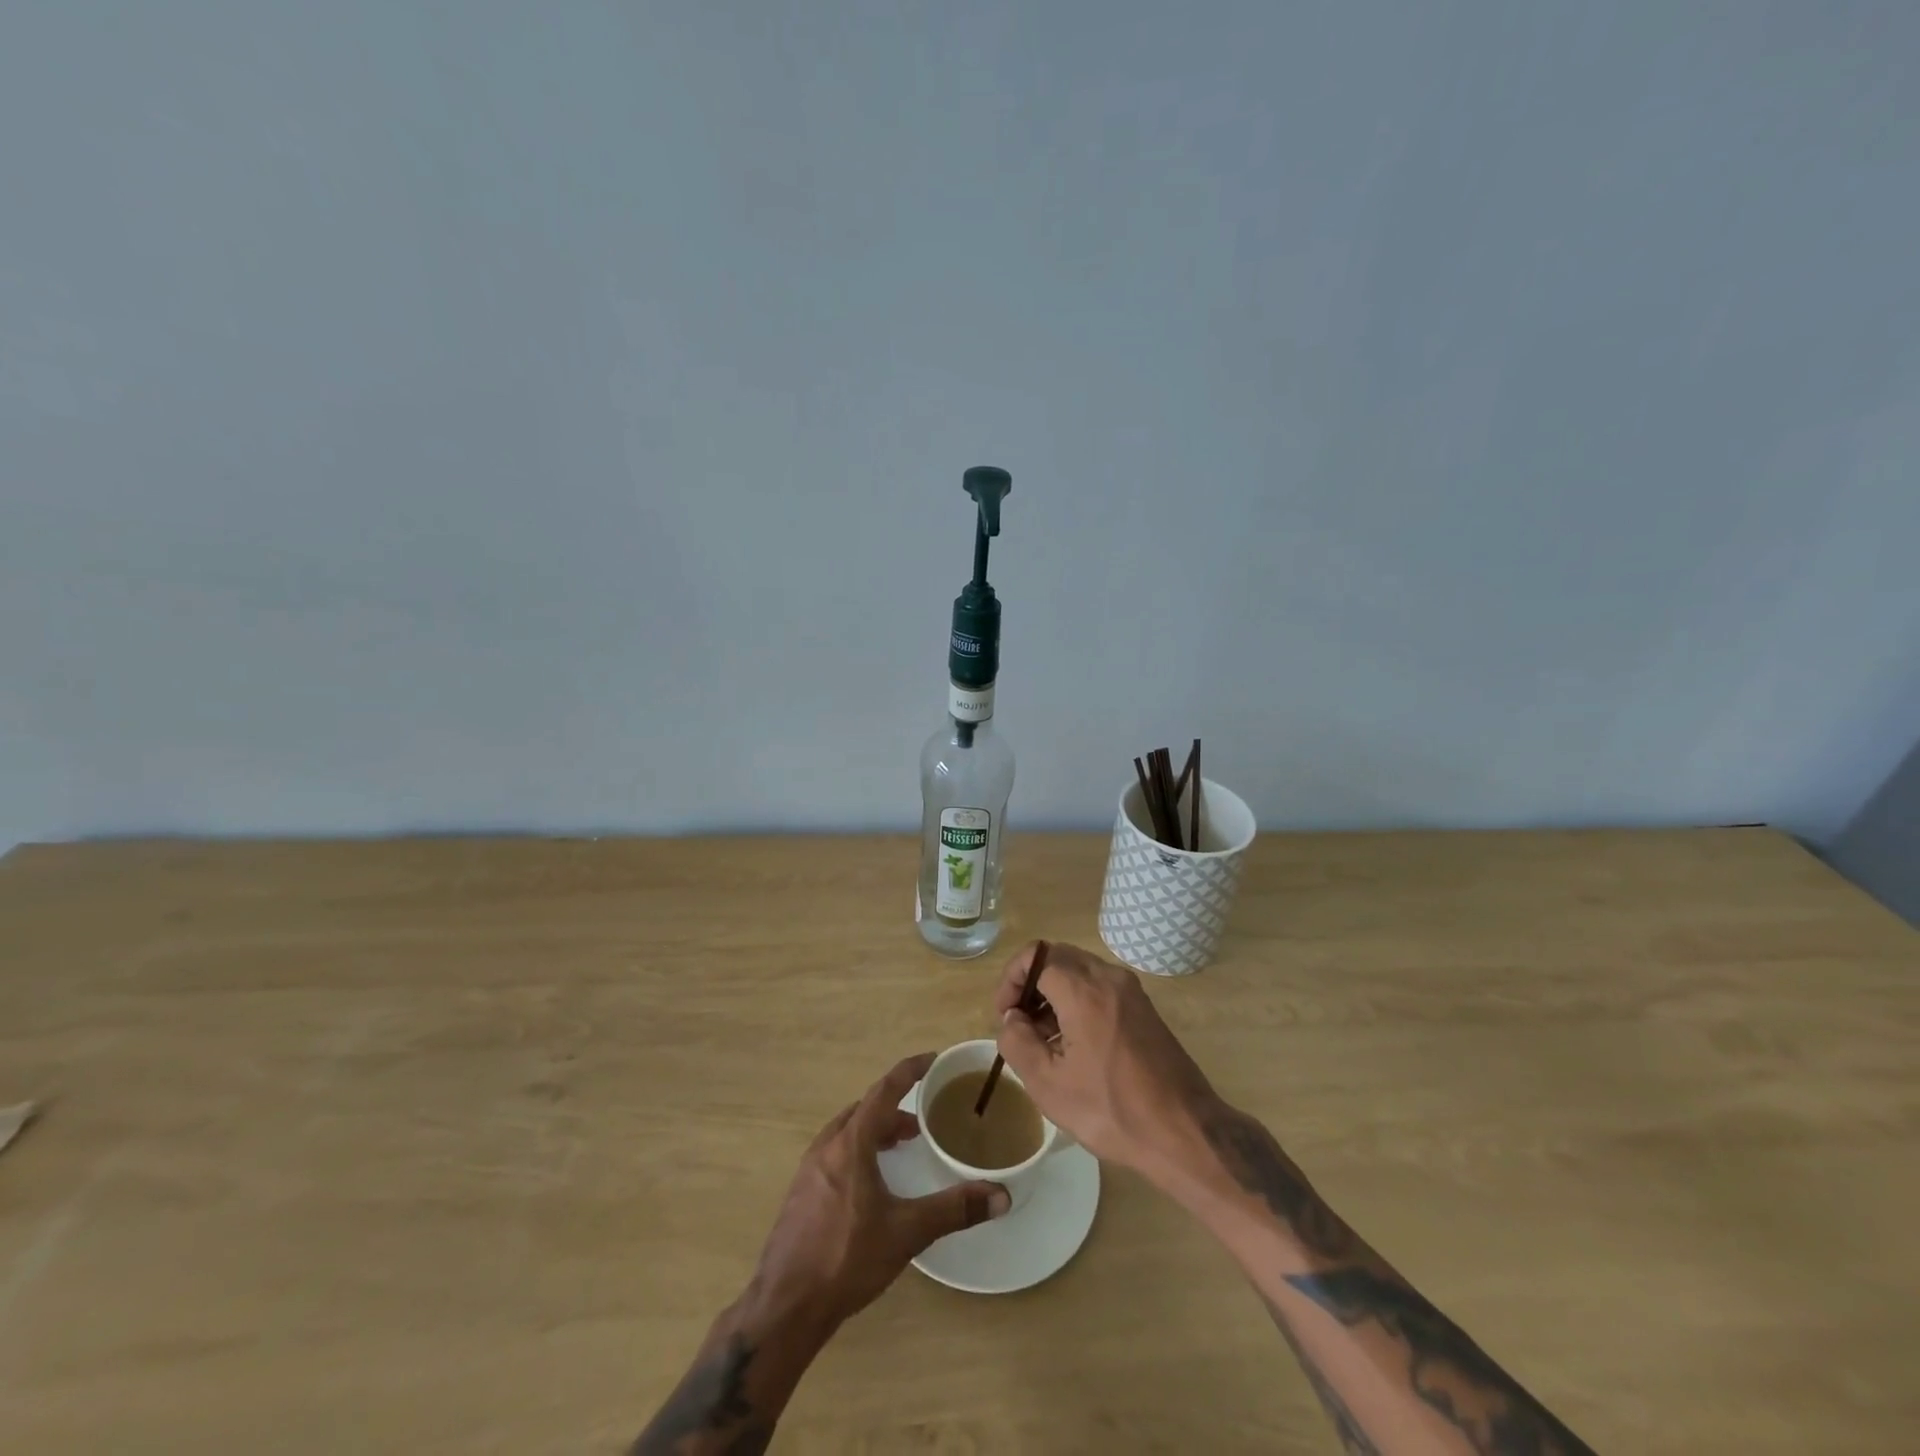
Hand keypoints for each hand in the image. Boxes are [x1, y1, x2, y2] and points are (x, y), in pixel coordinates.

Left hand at [747, 1053, 1009, 1332]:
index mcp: (851, 1143)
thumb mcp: (907, 1232)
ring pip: (847, 1132)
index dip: (909, 1071)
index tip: (930, 1060)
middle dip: (893, 1109)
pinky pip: (835, 1153)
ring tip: (898, 1148)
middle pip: (864, 1110)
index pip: (884, 1090)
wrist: (785, 1306)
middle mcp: (827, 1147)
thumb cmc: (847, 1259)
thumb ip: (954, 1210)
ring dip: (874, 1130)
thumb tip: (1001, 1195)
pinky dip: (858, 1150)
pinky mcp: (801, 1194)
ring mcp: (809, 1170)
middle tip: (919, 1124)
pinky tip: (870, 1184)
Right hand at [994, 941, 1219, 1179]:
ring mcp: (1131, 991)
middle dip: (1031, 982)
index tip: (1004, 1014)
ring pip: (1080, 971)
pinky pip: (1100, 987)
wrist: (1184, 1132)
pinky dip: (1078, 1001)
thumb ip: (1017, 1042)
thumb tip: (1012, 1019)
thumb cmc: (1111, 1109)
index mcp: (1084, 990)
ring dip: (1054, 992)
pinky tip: (1074, 1044)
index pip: (1035, 956)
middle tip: (1019, 1023)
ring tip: (1044, 1039)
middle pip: (1058, 956)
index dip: (1011, 979)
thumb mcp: (1048, 1085)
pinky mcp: (1144, 1008)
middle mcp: (1109, 978)